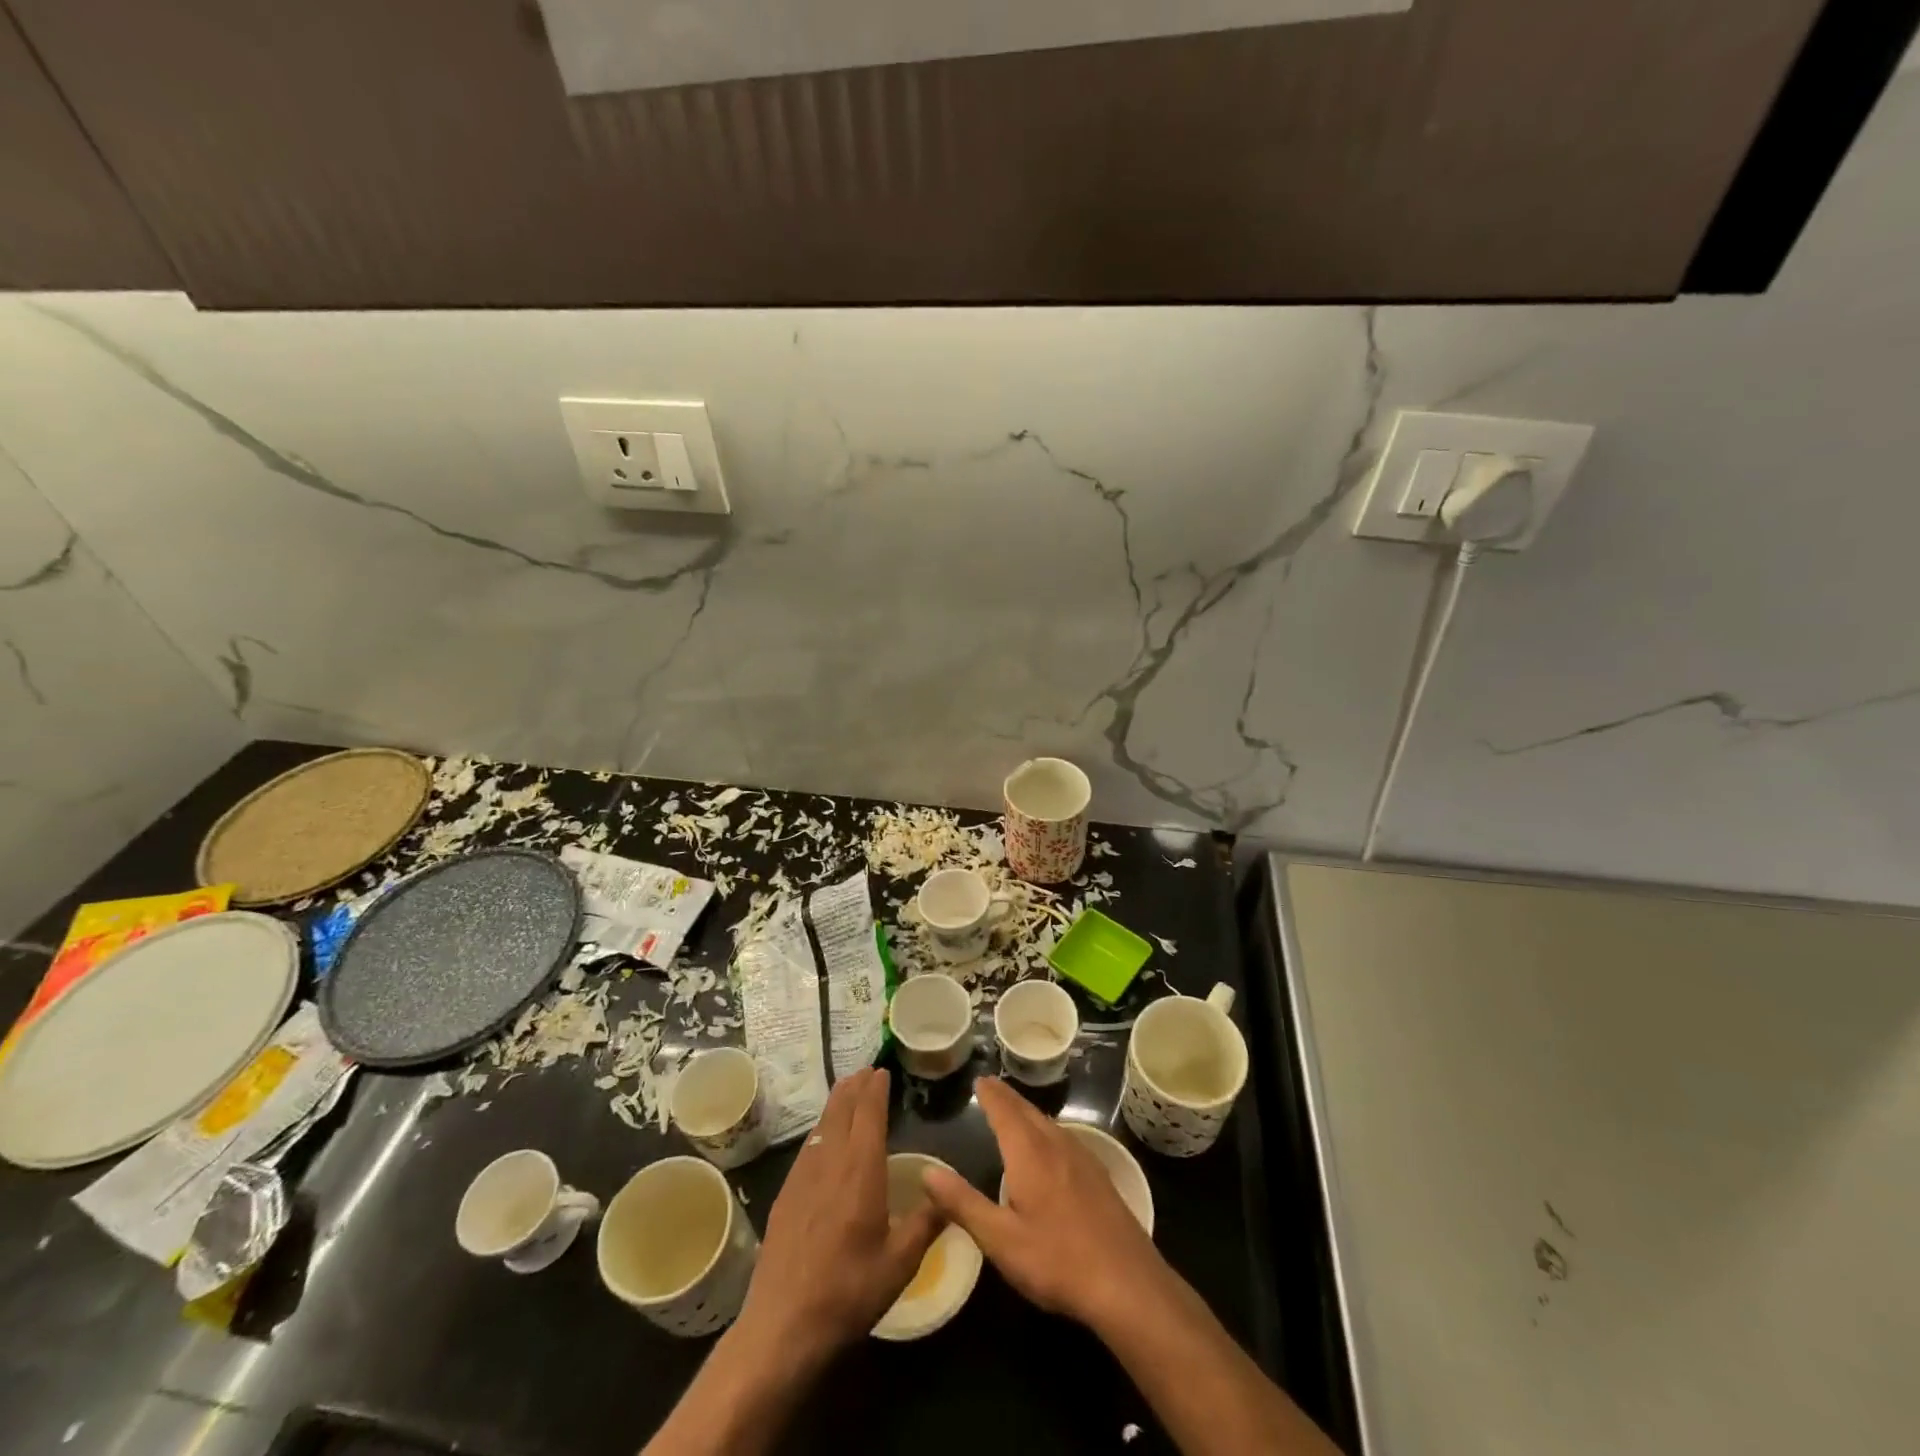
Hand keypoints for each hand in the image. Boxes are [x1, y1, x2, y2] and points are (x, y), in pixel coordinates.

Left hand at [734, 1068, 941, 1365]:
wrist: (782, 1325)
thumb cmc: (848, 1292)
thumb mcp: (900, 1263)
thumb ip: (926, 1222)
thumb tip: (948, 1191)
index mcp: (860, 1171)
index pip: (868, 1114)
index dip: (875, 1089)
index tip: (882, 1071)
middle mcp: (830, 1162)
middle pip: (842, 1111)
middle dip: (855, 1087)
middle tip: (866, 1070)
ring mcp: (802, 1177)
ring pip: (822, 1126)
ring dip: (837, 1104)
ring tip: (847, 1091)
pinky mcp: (785, 1196)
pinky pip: (808, 1147)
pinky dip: (821, 1129)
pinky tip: (823, 1138)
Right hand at [922, 1077, 1170, 1331]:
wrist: (1127, 1283)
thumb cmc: (1057, 1261)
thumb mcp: (1001, 1240)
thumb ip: (963, 1203)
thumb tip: (928, 1171)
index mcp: (1029, 1153)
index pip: (1005, 1111)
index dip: (990, 1094)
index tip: (979, 1079)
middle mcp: (1056, 1145)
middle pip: (1028, 1111)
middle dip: (1007, 1098)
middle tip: (991, 1087)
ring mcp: (1082, 1158)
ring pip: (1049, 1123)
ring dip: (1028, 1112)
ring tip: (1014, 1111)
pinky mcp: (1099, 1177)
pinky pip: (1064, 1138)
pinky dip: (1046, 1129)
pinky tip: (1050, 1147)